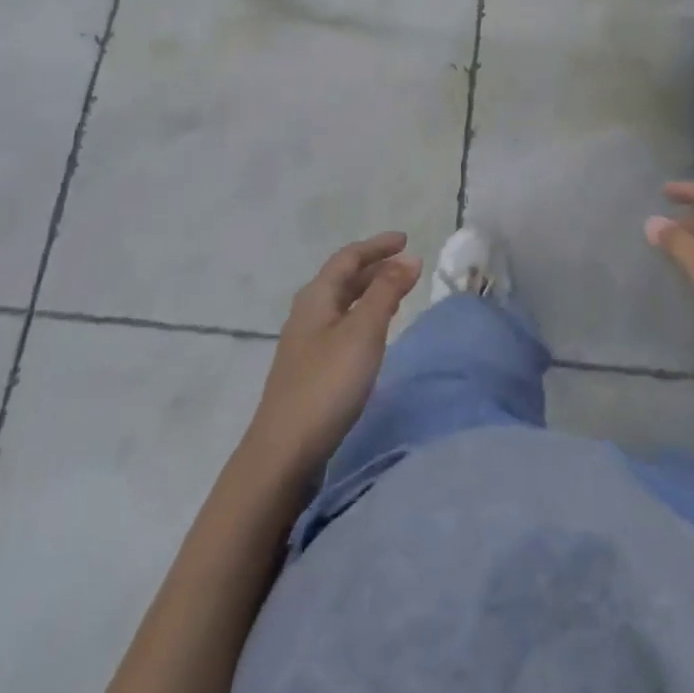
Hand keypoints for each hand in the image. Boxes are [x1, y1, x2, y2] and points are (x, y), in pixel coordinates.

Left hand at [245, 233, 422, 479]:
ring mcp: (305, 343)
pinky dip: (363, 316)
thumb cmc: (326, 384)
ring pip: (342, 304)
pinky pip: (341, 326)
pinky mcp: (310, 370)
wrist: (283, 453)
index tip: (405, 240)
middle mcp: (307, 313)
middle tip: (407, 265)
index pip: (348, 257)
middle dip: (375, 267)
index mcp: (316, 297)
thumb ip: (387, 292)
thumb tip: (410, 258)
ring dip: (369, 292)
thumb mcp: (363, 332)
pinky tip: (373, 334)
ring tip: (397, 292)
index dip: (377, 246)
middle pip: (343, 279)